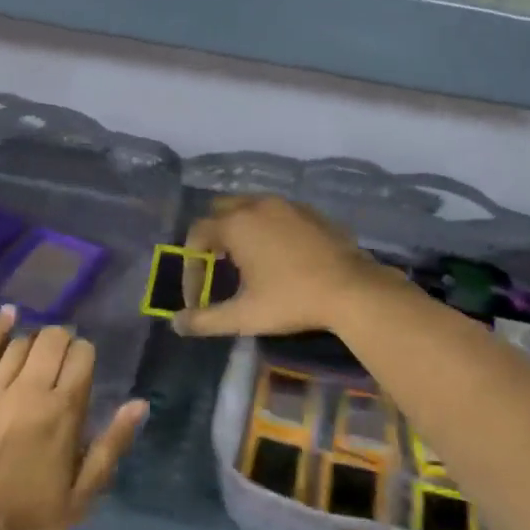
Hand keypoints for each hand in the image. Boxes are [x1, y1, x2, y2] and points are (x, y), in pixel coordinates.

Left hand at [0, 309, 146, 529]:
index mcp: (62, 411)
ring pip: (21, 342)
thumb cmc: (29, 520)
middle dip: (63, 343)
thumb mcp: (82, 495)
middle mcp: (30, 390)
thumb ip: (111, 445)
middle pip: (52, 339)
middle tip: (61, 364)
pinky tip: (8, 315)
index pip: (82, 355)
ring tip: (36, 359)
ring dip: (35, 343)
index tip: (83, 372)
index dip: (86, 356)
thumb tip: (139, 403)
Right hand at [176, 195, 399, 337]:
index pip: (197, 235)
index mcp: (237, 224)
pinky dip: (266, 226)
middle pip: (220, 210)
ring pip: (250, 206)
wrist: (352, 290)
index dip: (191, 266)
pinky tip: (278, 254)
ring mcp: (287, 204)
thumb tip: (176, 324)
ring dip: (239, 228)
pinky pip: (276, 212)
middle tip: (217, 267)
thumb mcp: (244, 316)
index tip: (198, 296)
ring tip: (245, 261)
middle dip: (212, 237)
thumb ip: (206, 320)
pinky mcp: (310, 211)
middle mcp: (258, 205)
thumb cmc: (292, 300)